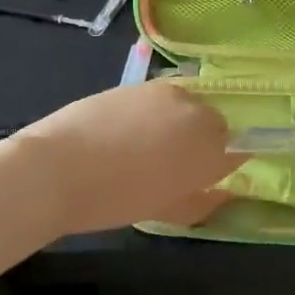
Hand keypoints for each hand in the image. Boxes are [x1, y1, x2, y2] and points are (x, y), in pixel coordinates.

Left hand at [7, 81, 243, 236]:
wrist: (57, 167)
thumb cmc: (113, 200)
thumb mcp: (164, 212)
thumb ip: (202, 202)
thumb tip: (223, 194)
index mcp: (210, 150)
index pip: (237, 150)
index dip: (222, 164)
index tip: (205, 176)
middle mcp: (197, 113)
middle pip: (216, 123)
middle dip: (203, 141)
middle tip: (174, 165)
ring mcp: (168, 92)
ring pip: (189, 106)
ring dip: (179, 122)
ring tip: (148, 145)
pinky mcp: (141, 83)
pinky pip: (162, 97)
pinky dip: (156, 111)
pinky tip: (128, 131)